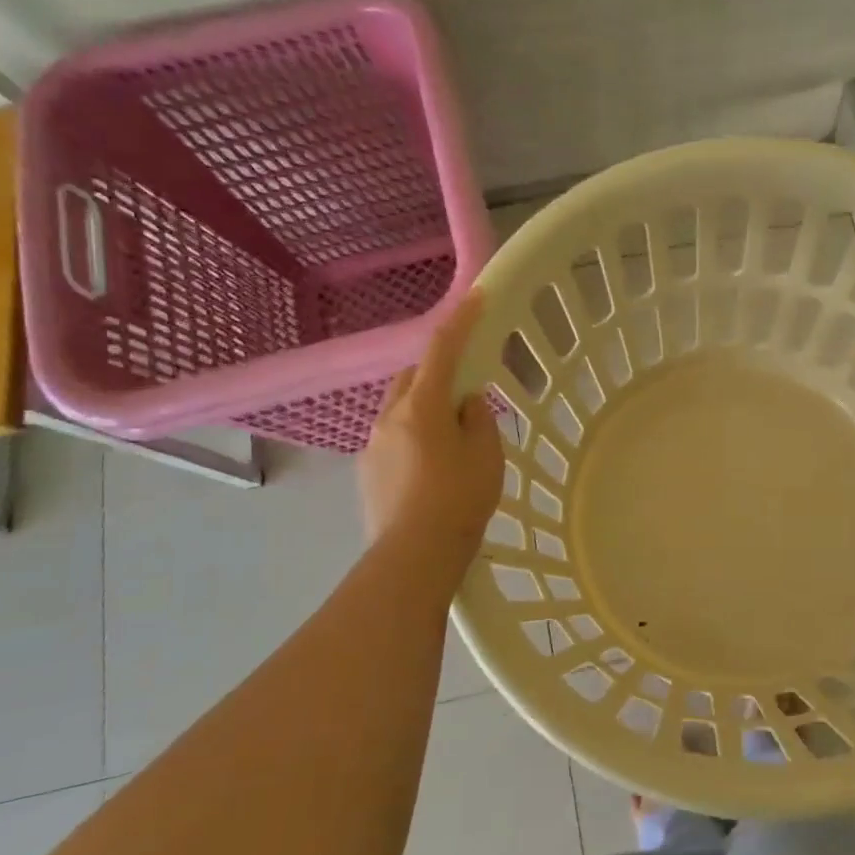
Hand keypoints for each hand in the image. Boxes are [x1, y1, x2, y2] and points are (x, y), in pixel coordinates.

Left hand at [359, 293, 504, 565]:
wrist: (413, 556)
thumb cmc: (459, 499)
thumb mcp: (486, 456)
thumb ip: (479, 420)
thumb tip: (466, 403)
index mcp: (422, 406)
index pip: (442, 351)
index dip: (460, 322)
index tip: (476, 299)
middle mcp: (390, 417)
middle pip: (413, 377)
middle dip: (437, 371)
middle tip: (465, 391)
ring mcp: (373, 445)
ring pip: (400, 409)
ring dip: (423, 408)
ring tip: (450, 438)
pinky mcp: (367, 472)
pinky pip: (393, 438)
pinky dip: (413, 437)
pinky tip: (430, 468)